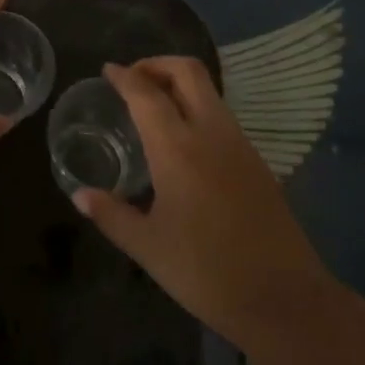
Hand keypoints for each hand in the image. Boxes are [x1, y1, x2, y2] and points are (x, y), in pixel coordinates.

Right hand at [71, 57, 334, 346]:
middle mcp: (211, 134)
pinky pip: (222, 116)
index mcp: (178, 149)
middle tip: (132, 80)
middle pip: (188, 72)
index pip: (146, 93)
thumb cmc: (206, 271)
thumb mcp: (147, 247)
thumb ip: (111, 214)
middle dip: (157, 64)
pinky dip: (197, 108)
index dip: (124, 76)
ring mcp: (240, 145)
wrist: (284, 300)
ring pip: (209, 91)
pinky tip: (183, 140)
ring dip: (179, 84)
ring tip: (153, 106)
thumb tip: (80, 196)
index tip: (107, 71)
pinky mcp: (257, 162)